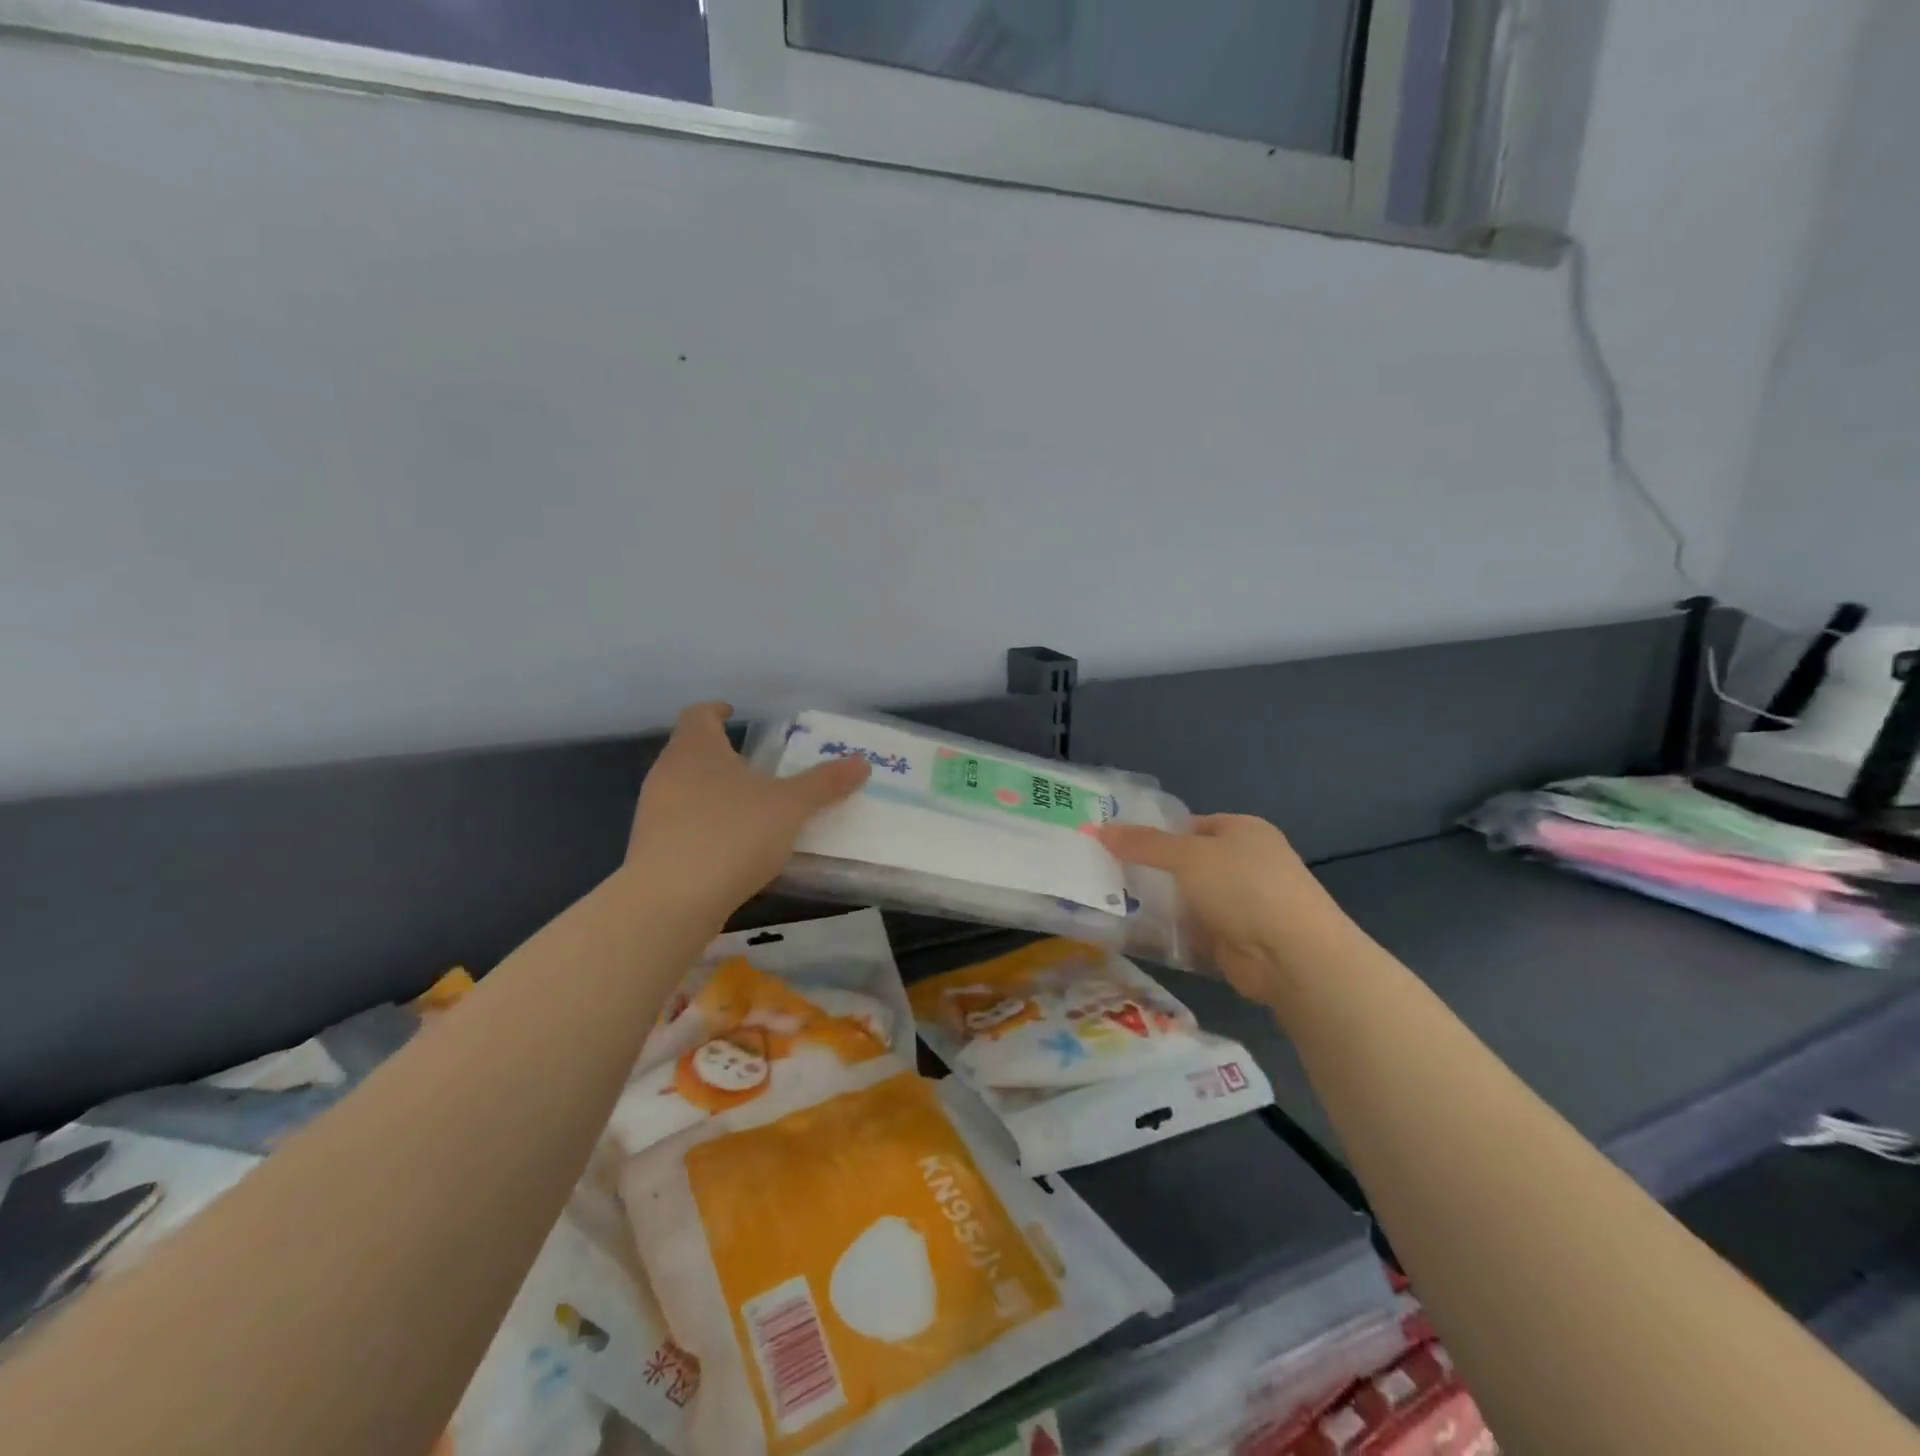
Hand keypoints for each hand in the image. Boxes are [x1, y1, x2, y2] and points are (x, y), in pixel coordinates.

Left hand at [626, 702, 869, 918]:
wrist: (670, 902)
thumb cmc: (731, 835)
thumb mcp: (789, 807)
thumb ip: (824, 783)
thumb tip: (862, 762)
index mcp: (697, 748)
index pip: (699, 714)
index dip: (717, 711)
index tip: (733, 714)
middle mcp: (668, 772)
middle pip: (691, 751)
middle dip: (722, 755)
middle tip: (758, 766)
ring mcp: (653, 811)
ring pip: (685, 788)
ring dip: (713, 792)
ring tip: (750, 808)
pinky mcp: (650, 848)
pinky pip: (681, 824)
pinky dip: (704, 825)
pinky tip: (731, 847)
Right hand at [1096, 814, 1357, 1010]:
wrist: (1292, 954)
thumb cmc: (1243, 887)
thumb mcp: (1187, 856)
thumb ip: (1143, 844)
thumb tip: (1100, 829)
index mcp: (1243, 831)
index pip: (1190, 825)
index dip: (1154, 832)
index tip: (1116, 843)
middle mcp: (1245, 863)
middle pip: (1187, 863)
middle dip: (1151, 870)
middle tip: (1105, 873)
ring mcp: (1242, 905)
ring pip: (1187, 899)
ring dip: (1158, 904)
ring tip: (1109, 902)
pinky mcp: (1234, 940)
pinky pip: (1192, 931)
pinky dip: (1169, 933)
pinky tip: (1134, 934)